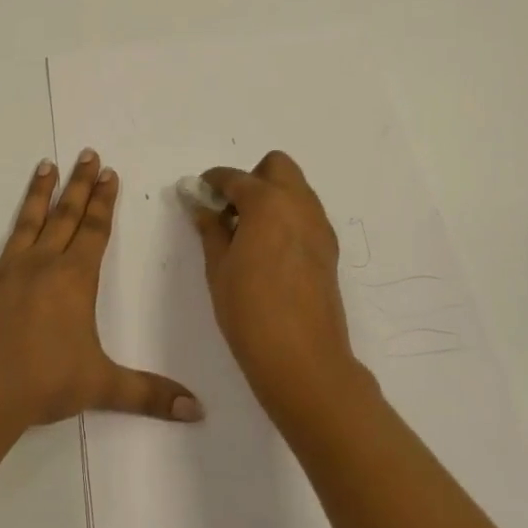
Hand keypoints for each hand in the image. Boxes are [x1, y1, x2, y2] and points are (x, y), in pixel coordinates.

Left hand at [0, 150, 202, 432]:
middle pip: (65, 216)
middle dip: (79, 185)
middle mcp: (41, 264)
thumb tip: (198, 411)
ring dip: (36, 193)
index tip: (109, 172)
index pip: (95, 230)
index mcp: (74, 279)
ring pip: (24, 223)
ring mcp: (3, 271)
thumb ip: (150, 393)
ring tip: (45, 164)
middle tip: (86, 154)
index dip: (104, 201)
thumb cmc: (47, 383)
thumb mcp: (105, 386)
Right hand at [188, 151, 370, 417]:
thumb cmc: (250, 312)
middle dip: (252, 177)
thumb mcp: (218, 268)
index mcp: (267, 202)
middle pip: (277, 166)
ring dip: (272, 196)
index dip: (212, 182)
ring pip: (296, 189)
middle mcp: (299, 204)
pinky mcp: (329, 249)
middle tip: (231, 210)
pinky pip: (306, 215)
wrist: (304, 361)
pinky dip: (287, 217)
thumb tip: (201, 205)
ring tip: (248, 233)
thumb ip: (210, 229)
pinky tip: (269, 251)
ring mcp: (319, 226)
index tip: (199, 194)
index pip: (235, 177)